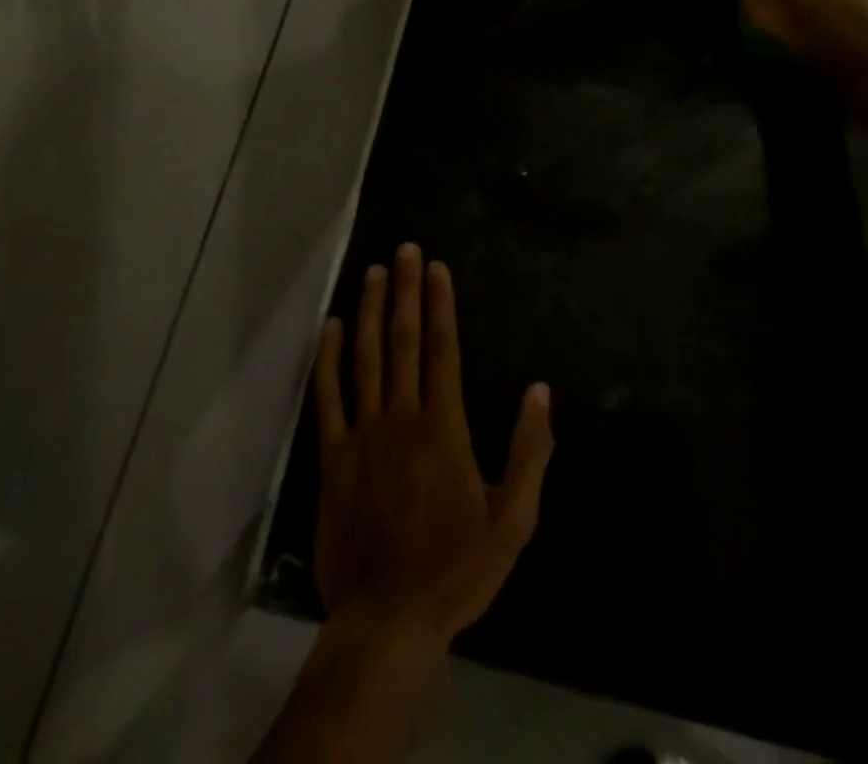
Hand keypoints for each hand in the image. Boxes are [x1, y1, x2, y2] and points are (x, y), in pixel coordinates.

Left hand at [312, 243, 553, 649]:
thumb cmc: (456, 570)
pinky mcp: (333, 455)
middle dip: (405, 290)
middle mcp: (402, 416)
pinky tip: (330, 328)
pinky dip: (328, 359)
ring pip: (365, 357)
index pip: (443, 348)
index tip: (435, 266)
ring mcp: (363, 433)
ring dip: (369, 310)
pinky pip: (328, 397)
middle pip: (404, 340)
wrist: (387, 619)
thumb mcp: (513, 520)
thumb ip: (529, 451)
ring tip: (373, 272)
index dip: (439, 303)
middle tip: (404, 249)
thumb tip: (540, 391)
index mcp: (444, 426)